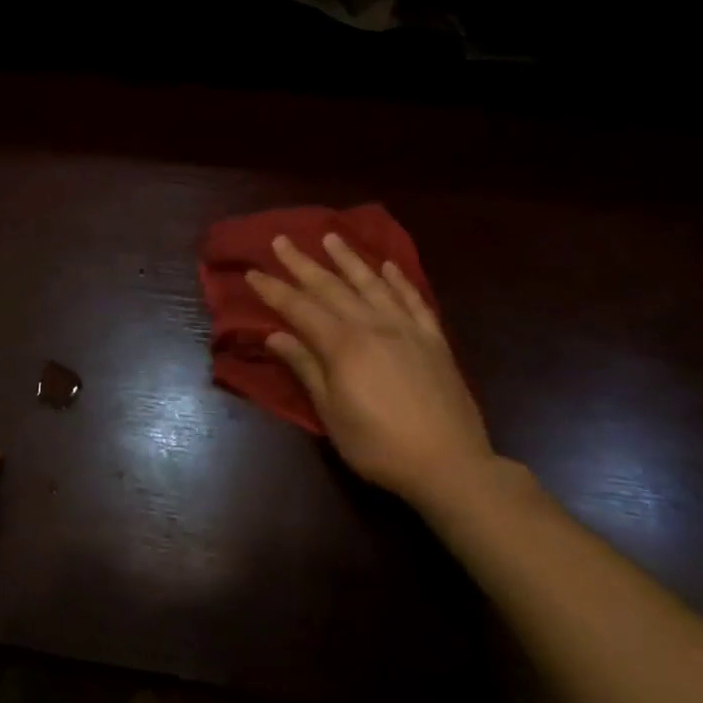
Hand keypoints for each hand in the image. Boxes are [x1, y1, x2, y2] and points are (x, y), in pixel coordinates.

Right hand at [248, 234, 498, 512]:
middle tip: (281, 240)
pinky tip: (388, 266)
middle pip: (330, 287)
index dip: (273, 290)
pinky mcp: (433, 339)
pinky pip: (413, 299)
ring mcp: (406, 328)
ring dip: (348, 259)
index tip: (252, 272)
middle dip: (302, 263)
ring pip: (371, 283)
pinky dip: (399, 280)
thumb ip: (305, 368)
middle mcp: (372, 325)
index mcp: (342, 344)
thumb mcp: (331, 413)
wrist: (450, 465)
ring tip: (330, 237)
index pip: (299, 308)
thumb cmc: (379, 446)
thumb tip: (274, 336)